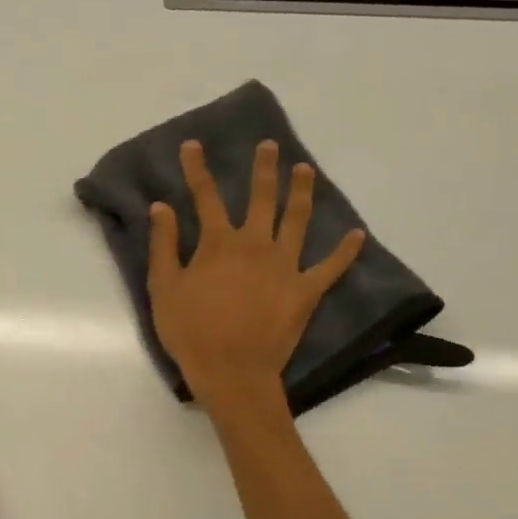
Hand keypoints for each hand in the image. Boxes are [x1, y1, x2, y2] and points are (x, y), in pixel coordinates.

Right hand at [148, 139, 365, 409]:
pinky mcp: (306, 291)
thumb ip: (164, 245)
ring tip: (305, 170)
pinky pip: (330, 267)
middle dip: (263, 169)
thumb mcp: (164, 288)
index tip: (193, 145)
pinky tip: (356, 234)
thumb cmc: (190, 332)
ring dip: (302, 192)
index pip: (206, 197)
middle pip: (261, 198)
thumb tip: (161, 207)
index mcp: (218, 244)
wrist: (232, 372)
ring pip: (297, 220)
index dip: (197, 169)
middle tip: (269, 146)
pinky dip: (344, 251)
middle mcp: (255, 245)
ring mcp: (285, 267)